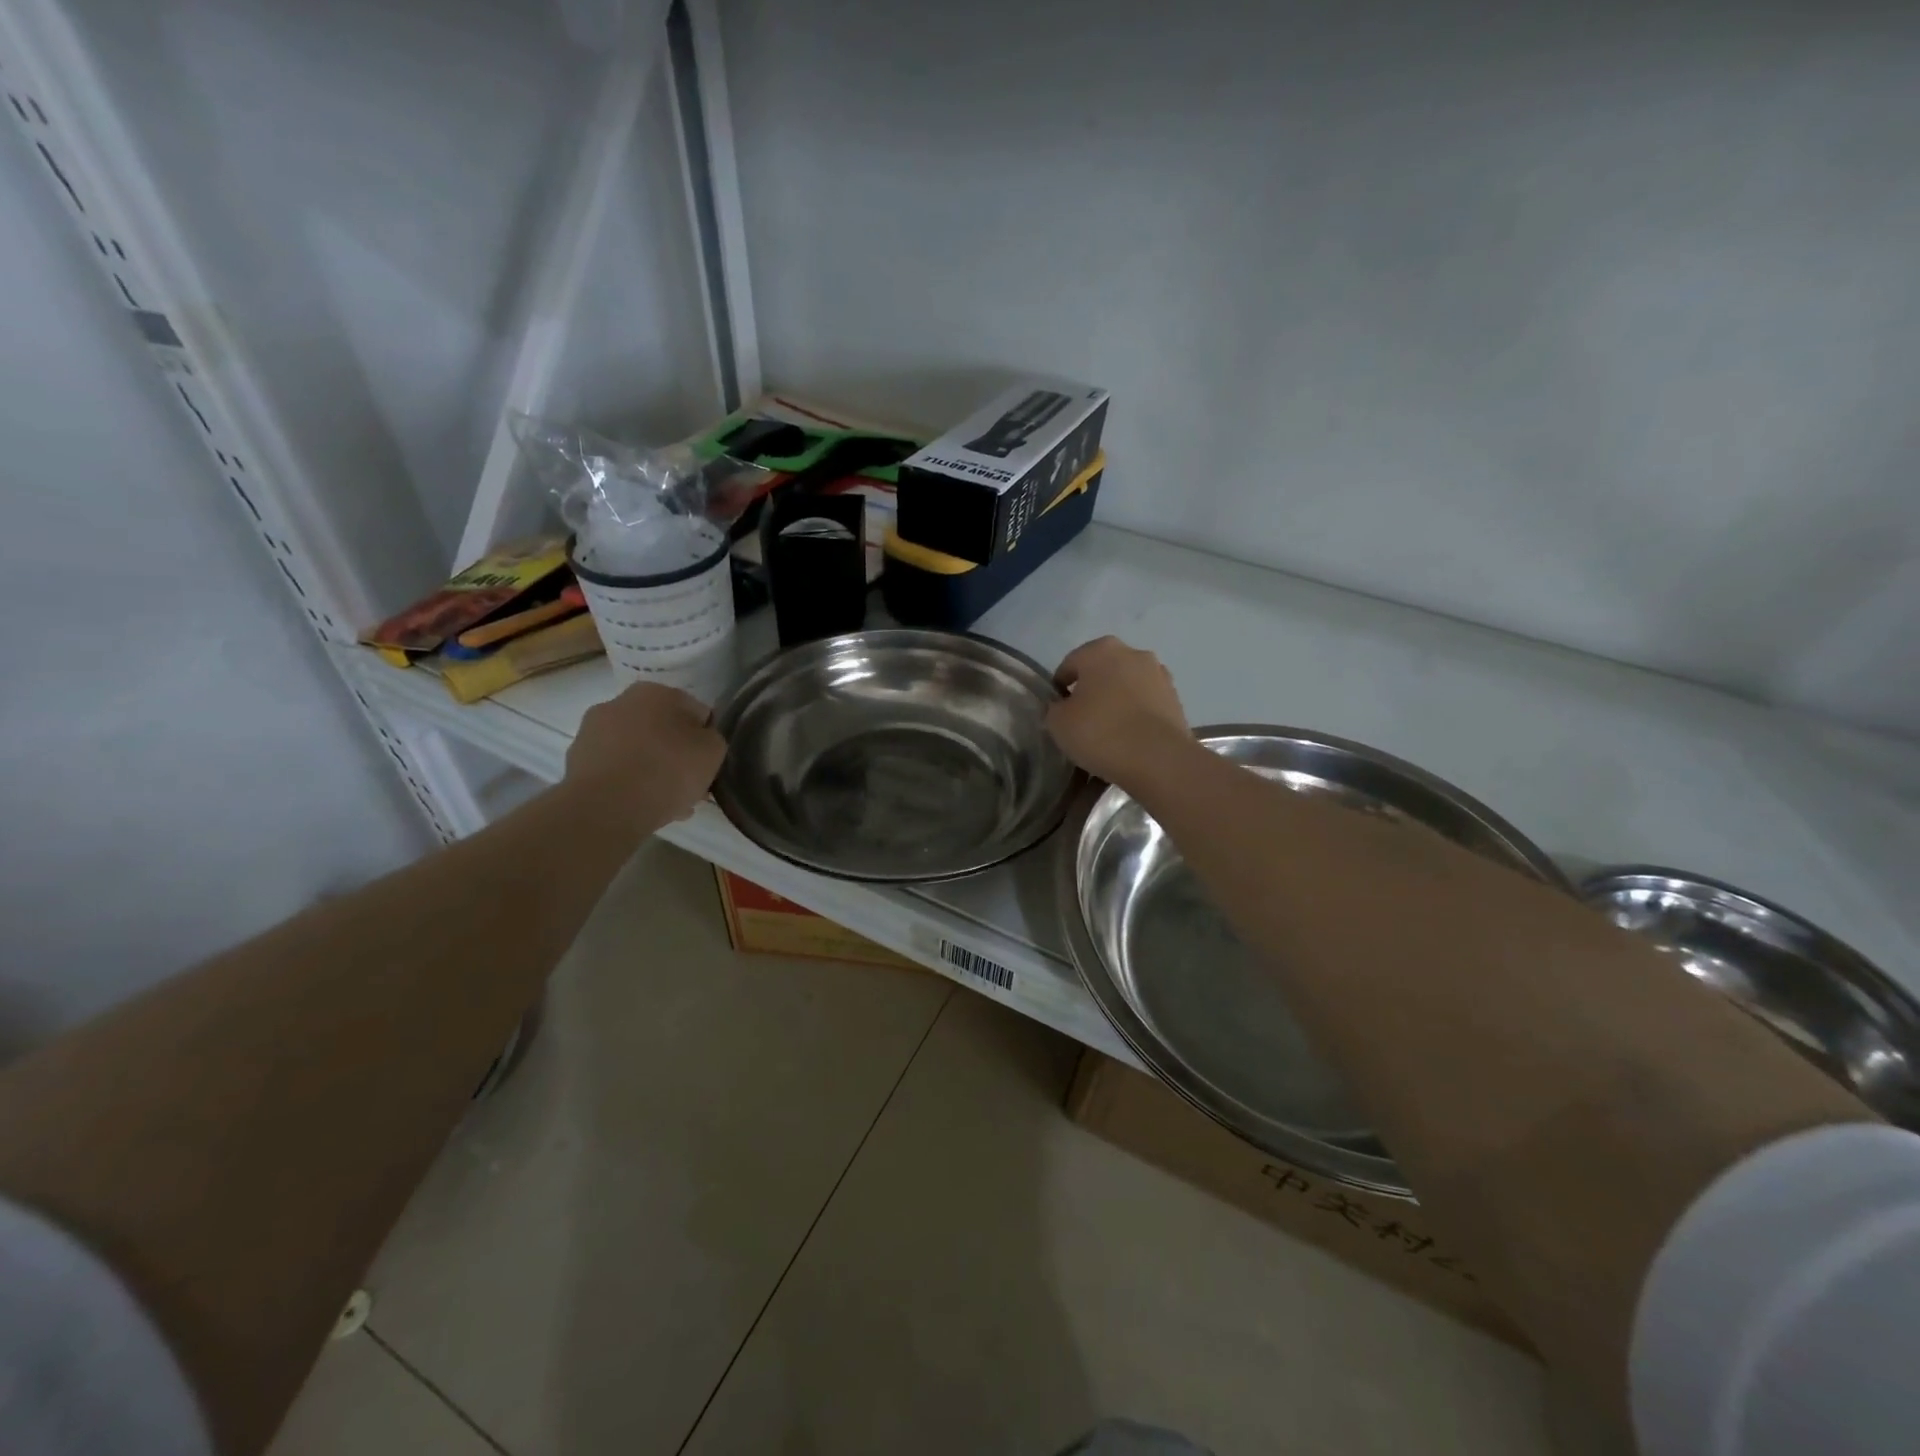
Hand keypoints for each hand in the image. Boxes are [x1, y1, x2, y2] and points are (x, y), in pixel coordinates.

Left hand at [564, 682, 725, 828]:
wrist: (607, 808)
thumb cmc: (667, 770)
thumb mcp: (713, 751)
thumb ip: (711, 738)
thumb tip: (699, 739)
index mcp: (655, 692)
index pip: (694, 711)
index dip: (704, 738)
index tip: (707, 763)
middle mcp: (620, 702)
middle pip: (662, 730)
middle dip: (676, 754)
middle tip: (689, 785)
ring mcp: (592, 732)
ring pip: (637, 750)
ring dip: (652, 770)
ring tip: (668, 803)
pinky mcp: (576, 762)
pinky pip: (615, 770)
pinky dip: (629, 784)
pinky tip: (642, 807)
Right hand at [1046, 636, 1192, 786]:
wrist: (1159, 760)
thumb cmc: (1101, 733)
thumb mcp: (1058, 724)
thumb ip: (1053, 709)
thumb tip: (1062, 707)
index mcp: (1101, 650)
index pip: (1069, 666)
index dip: (1059, 690)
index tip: (1058, 715)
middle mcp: (1133, 653)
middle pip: (1101, 673)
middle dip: (1090, 694)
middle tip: (1081, 724)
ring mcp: (1159, 675)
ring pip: (1126, 688)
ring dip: (1115, 704)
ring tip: (1107, 736)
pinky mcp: (1176, 700)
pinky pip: (1145, 705)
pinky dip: (1135, 717)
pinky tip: (1128, 741)